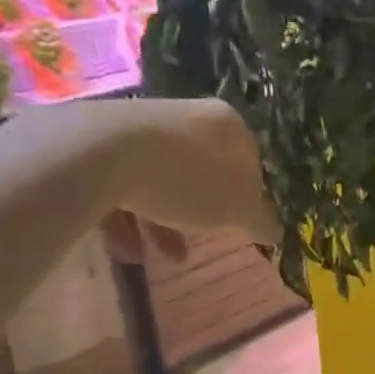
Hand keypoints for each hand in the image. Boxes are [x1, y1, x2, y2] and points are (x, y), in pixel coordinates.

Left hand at [85, 98, 276, 264]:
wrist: (99, 155)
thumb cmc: (185, 180)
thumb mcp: (237, 210)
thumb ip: (260, 221)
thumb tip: (275, 229)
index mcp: (227, 124)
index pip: (249, 159)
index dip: (249, 195)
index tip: (242, 223)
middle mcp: (186, 115)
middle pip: (202, 170)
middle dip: (202, 212)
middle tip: (204, 241)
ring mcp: (141, 125)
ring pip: (161, 179)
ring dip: (164, 222)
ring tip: (165, 257)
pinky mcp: (99, 141)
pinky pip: (122, 183)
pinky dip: (128, 217)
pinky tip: (128, 250)